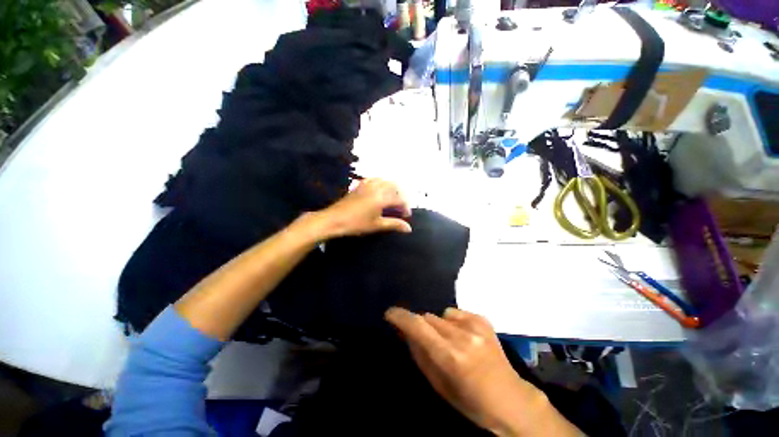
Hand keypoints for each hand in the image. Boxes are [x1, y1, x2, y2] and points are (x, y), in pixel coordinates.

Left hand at [317, 178, 411, 237]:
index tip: (406, 216)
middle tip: (400, 207)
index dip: (405, 207)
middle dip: (400, 196)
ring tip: (392, 199)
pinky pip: (374, 179)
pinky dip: (381, 183)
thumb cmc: (357, 223)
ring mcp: (367, 184)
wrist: (334, 219)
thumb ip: (394, 224)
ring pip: (385, 181)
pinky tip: (379, 190)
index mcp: (382, 197)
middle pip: (394, 187)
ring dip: (392, 188)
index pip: (399, 200)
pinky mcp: (360, 185)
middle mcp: (376, 187)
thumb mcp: (377, 225)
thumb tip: (409, 229)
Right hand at [385, 307, 578, 436]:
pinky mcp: (483, 319)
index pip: (418, 326)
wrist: (511, 400)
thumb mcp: (439, 385)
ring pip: (440, 314)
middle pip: (428, 318)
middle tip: (428, 342)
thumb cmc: (470, 401)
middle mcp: (463, 336)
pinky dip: (453, 322)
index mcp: (451, 356)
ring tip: (449, 341)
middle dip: (422, 327)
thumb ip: (419, 353)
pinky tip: (463, 336)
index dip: (400, 316)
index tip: (390, 313)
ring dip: (438, 325)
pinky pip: (455, 313)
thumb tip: (405, 330)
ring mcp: (476, 325)